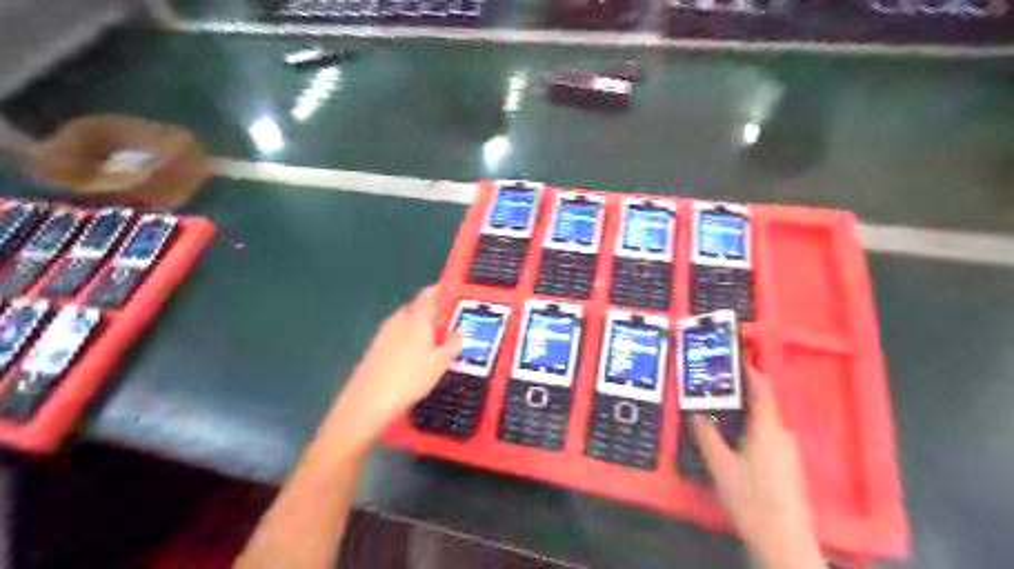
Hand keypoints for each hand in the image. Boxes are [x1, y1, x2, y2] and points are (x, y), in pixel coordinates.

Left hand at [325, 287, 458, 451]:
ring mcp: (384, 334)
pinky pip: (396, 335)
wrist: (368, 402)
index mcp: (417, 319)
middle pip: (416, 307)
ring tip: (433, 341)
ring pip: (405, 322)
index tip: (452, 293)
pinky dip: (407, 338)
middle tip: (447, 323)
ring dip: (419, 326)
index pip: (429, 294)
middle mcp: (398, 321)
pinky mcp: (375, 348)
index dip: (441, 291)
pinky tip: (413, 356)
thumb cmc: (409, 379)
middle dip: (431, 312)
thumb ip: (453, 344)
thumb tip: (458, 332)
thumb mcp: (440, 363)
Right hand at [694, 369, 826, 568]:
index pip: (761, 388)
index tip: (731, 357)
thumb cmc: (750, 498)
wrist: (784, 542)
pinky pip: (766, 435)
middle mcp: (781, 433)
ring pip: (762, 421)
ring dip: (741, 412)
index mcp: (767, 427)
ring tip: (715, 411)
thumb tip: (694, 411)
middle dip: (737, 392)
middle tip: (711, 387)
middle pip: (761, 404)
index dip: (748, 370)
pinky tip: (731, 440)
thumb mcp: (720, 465)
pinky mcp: (788, 466)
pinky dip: (748, 428)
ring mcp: (788, 451)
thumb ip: (706, 435)